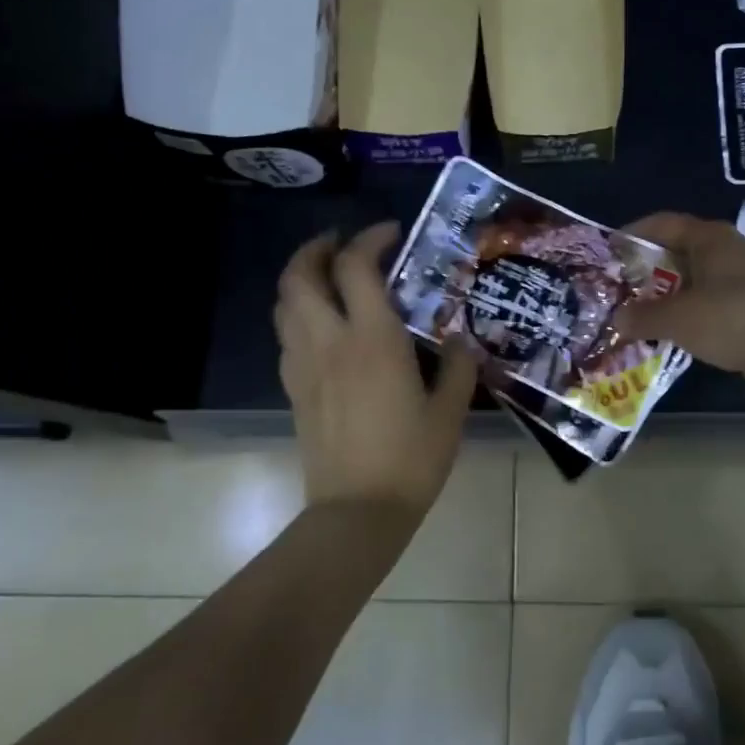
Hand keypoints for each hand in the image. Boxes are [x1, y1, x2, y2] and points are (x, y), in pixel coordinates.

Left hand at [275, 223, 478, 518]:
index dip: (370, 239)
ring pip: (285, 303)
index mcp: (372, 339)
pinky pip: (286, 335)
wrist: (357, 511)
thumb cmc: (411, 459)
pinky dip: (298, 313)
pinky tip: (322, 326)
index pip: (356, 267)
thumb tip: (460, 342)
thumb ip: (458, 368)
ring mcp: (304, 365)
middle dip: (316, 248)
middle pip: (300, 275)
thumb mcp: (449, 411)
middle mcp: (330, 341)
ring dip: (300, 277)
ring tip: (327, 276)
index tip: (390, 233)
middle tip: (341, 243)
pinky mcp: (293, 389)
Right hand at [614, 212, 744, 399]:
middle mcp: (725, 253)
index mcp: (708, 238)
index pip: (663, 224)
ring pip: (693, 283)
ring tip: (637, 316)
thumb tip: (617, 319)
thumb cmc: (730, 317)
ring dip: (666, 298)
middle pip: (677, 253)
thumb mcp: (677, 317)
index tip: (609, 251)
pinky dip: (687, 318)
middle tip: (619, 290)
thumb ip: (643, 316)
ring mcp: (740, 282)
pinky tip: (669, 336)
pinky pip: (707, 308)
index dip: (634, 234)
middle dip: (647, 271)